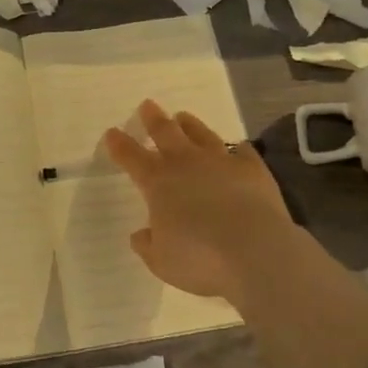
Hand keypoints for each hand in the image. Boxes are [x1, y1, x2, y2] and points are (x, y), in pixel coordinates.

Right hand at [104, 99, 296, 303]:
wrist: (255, 251)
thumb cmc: (200, 259)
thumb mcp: (162, 262)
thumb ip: (149, 245)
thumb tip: (141, 235)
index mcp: (158, 182)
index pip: (131, 156)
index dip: (119, 144)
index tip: (112, 133)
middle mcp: (186, 163)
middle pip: (165, 132)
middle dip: (153, 119)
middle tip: (148, 105)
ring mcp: (220, 162)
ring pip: (201, 134)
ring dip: (190, 124)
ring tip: (183, 116)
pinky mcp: (252, 169)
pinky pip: (242, 151)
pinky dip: (237, 149)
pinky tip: (237, 147)